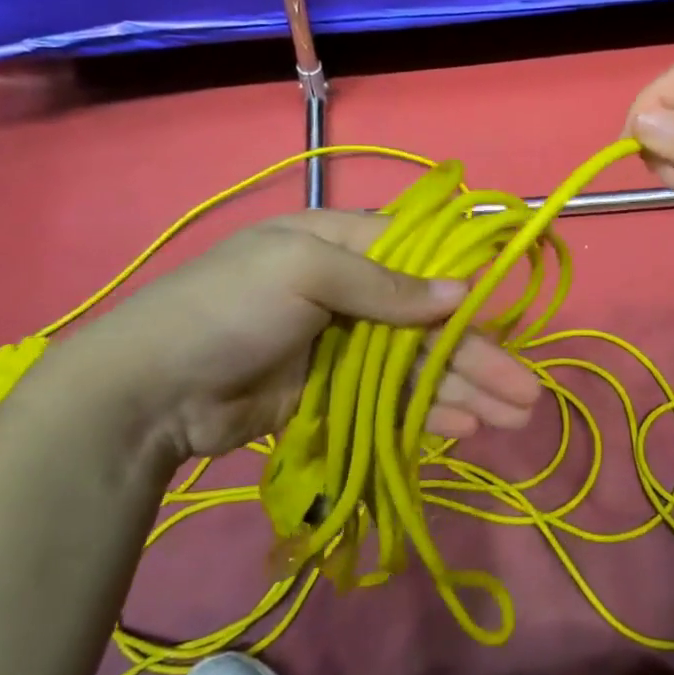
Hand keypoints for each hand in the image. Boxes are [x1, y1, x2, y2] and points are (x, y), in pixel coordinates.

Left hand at [53, 211, 541, 459]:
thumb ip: (384, 285)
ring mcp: (339, 346)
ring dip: (462, 389)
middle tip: (526, 393)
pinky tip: (462, 429)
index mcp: (341, 245)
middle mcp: (348, 291)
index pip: (420, 257)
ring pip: (415, 365)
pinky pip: (389, 400)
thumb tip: (459, 291)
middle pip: (427, 322)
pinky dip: (425, 412)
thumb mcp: (304, 272)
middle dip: (478, 354)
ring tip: (511, 418)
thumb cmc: (228, 307)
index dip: (464, 286)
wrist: (147, 390)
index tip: (506, 313)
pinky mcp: (328, 394)